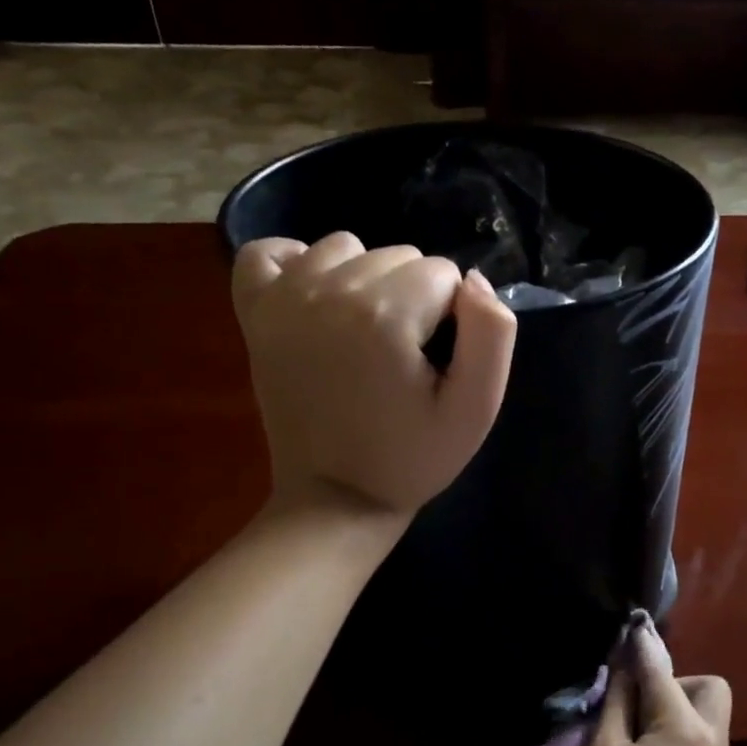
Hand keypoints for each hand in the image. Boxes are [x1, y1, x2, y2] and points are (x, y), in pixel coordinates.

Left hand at [232, 232, 516, 516]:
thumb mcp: (476, 409)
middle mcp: (329, 291)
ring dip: (366, 281)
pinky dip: (297, 264)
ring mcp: (282, 298)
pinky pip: (271, 251)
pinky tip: (316, 300)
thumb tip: (475, 281)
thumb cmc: (413, 459)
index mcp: (385, 315)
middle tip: (403, 359)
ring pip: (347, 247)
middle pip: (399, 256)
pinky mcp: (254, 312)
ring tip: (365, 335)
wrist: (334, 498)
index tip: (435, 364)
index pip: (445, 273)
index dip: (453, 318)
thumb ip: (492, 334)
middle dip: (413, 298)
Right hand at [574, 613, 731, 745]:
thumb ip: (617, 705)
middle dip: (679, 686)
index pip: (663, 672)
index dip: (642, 651)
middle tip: (643, 710)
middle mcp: (713, 743)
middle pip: (711, 690)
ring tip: (642, 744)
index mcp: (684, 726)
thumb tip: (626, 669)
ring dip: (679, 719)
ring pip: (708, 723)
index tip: (630, 634)